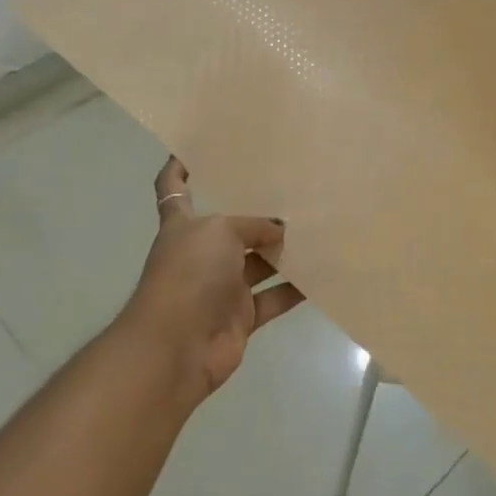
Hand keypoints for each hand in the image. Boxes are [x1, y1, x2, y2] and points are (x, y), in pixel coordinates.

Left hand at [120, 156, 305, 411]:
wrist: (177, 346)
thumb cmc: (189, 274)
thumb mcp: (220, 232)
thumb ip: (252, 225)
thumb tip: (279, 230)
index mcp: (184, 225)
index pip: (173, 188)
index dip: (179, 168)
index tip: (196, 149)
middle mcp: (201, 253)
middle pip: (230, 227)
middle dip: (256, 212)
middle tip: (293, 190)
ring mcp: (221, 287)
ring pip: (258, 263)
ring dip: (283, 250)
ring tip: (318, 227)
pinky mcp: (241, 317)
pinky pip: (274, 297)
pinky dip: (296, 288)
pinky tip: (323, 273)